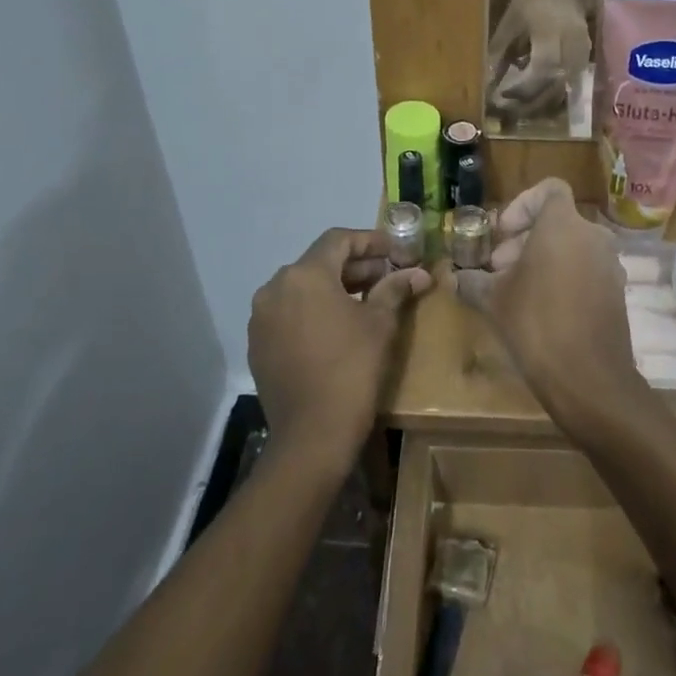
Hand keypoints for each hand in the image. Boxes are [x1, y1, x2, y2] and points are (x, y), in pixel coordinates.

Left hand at [248, 229, 430, 473]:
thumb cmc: (352, 370)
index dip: (370, 240)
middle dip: (354, 266)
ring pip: (301, 288)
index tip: (394, 250)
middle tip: (386, 276)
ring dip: (333, 287)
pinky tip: (337, 327)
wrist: (311, 436)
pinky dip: (313, 310)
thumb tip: (418, 273)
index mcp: (304, 275)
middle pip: (319, 262)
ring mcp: (261, 317)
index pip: (338, 240)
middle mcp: (274, 287)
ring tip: (365, 300)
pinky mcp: (257, 344)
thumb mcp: (380, 324)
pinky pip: (288, 312)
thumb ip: (395, 289)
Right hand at [457, 178, 652, 434]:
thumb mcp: (493, 300)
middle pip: (556, 222)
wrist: (588, 378)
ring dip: (542, 260)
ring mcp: (610, 265)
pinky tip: (541, 311)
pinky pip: (586, 270)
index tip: (502, 235)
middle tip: (498, 270)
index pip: (549, 189)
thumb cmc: (535, 324)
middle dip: (524, 240)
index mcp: (563, 226)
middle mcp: (593, 237)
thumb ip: (472, 281)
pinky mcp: (617, 292)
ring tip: (516, 292)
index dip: (521, 205)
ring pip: (571, 247)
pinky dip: (563, 278)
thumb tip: (456, 279)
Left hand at [487, 0, 589, 117]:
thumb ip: (500, 49)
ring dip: (539, 106)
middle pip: (555, 88)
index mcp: (553, 34)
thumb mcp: (512, 19)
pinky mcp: (585, 65)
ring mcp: (583, 59)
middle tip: (505, 110)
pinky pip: (568, 90)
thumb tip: (486, 80)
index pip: (543, 69)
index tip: (502, 95)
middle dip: (529, 105)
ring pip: (563, 93)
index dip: (523, 88)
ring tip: (516, 108)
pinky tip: (532, 100)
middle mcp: (572, 50)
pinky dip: (549, 99)